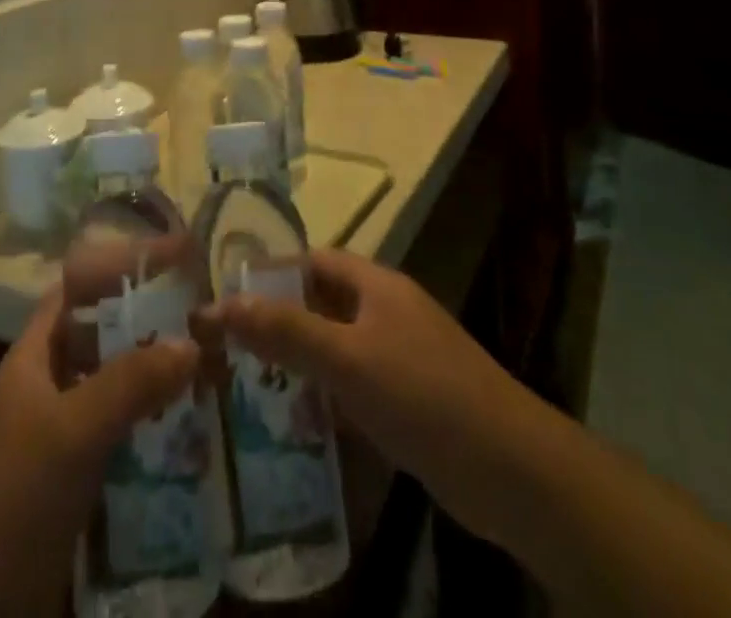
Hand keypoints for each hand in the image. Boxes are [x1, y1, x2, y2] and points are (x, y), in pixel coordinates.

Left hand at [0, 288, 198, 616]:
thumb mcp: (69, 434)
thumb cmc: (9, 501)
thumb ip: (128, 384)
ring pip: (117, 391)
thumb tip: (192, 342)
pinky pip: (122, 441)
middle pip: (104, 339)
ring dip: (159, 382)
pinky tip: (194, 436)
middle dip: (152, 326)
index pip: (79, 289)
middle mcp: (47, 389)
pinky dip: (154, 433)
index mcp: (34, 358)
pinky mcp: (73, 486)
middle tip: (210, 319)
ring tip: (215, 371)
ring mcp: (59, 439)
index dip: (121, 268)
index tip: (175, 259)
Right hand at [210, 247, 537, 546]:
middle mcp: (386, 311)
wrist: (509, 468)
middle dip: (279, 321)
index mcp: (376, 285)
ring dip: (299, 362)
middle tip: (228, 347)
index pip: (312, 261)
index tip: (226, 296)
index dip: (271, 272)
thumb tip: (221, 304)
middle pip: (322, 303)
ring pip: (336, 347)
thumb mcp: (348, 359)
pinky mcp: (408, 400)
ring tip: (248, 386)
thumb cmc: (423, 394)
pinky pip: (354, 386)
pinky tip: (298, 424)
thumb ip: (286, 331)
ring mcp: (400, 356)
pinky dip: (326, 397)